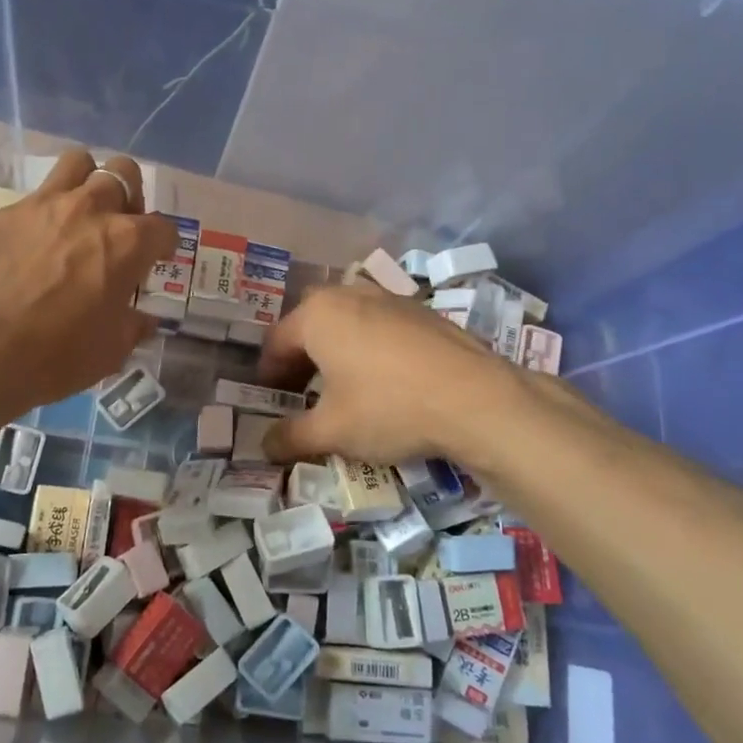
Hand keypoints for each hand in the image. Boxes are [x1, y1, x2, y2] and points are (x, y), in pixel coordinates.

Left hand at [0, 149, 176, 427]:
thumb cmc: (54, 355)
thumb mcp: (108, 352)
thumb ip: (132, 327)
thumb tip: (142, 319)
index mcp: (126, 243)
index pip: (163, 228)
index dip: (164, 244)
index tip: (157, 258)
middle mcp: (90, 210)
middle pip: (123, 173)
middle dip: (130, 196)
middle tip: (119, 226)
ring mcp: (43, 205)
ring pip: (77, 163)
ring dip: (87, 181)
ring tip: (80, 212)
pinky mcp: (4, 212)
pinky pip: (33, 196)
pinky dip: (44, 212)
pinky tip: (32, 242)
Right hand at [257, 284, 531, 465]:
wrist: (477, 399)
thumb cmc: (389, 408)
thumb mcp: (332, 431)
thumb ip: (291, 437)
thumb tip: (265, 447)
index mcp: (317, 314)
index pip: (277, 342)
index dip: (268, 374)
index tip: (269, 401)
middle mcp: (349, 295)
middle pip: (310, 324)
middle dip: (301, 357)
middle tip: (300, 392)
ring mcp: (390, 298)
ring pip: (347, 321)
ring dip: (336, 350)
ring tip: (341, 386)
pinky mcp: (422, 311)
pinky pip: (379, 325)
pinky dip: (369, 347)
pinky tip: (383, 380)